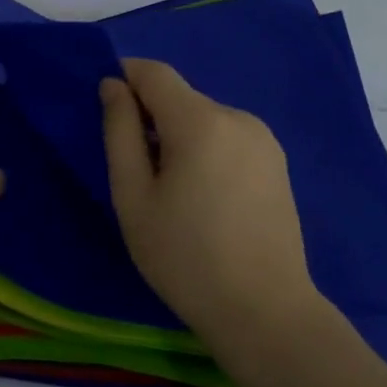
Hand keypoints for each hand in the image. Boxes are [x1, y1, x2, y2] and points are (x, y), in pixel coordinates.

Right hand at [100, 58, 318, 332]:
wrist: (266, 314)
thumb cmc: (185, 258)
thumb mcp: (133, 196)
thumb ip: (120, 131)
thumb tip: (112, 85)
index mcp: (200, 121)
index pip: (153, 72)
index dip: (124, 79)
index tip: (108, 115)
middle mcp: (236, 117)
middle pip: (179, 97)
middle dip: (151, 117)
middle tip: (138, 172)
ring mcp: (263, 139)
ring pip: (203, 118)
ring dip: (179, 136)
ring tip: (174, 192)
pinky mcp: (277, 162)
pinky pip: (227, 137)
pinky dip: (206, 150)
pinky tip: (205, 198)